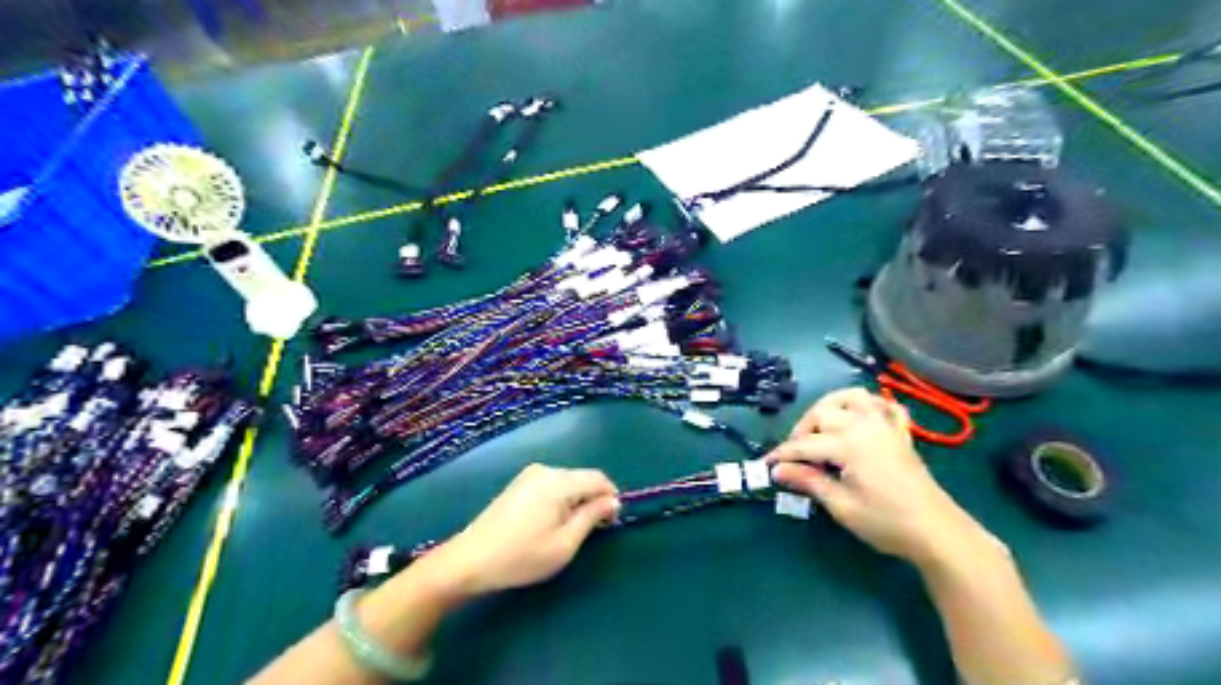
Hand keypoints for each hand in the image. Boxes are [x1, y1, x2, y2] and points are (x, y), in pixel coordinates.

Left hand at [430, 465, 621, 592]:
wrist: (469, 560)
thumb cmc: (521, 556)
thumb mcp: (565, 544)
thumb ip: (592, 517)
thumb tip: (613, 501)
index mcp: (559, 482)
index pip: (598, 478)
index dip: (611, 497)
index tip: (612, 522)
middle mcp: (545, 470)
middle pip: (582, 478)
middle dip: (593, 499)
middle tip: (592, 531)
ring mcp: (529, 475)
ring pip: (567, 482)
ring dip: (576, 500)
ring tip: (569, 530)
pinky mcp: (518, 483)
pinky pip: (551, 485)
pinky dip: (560, 499)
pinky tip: (549, 523)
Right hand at [766, 389, 996, 564]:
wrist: (937, 531)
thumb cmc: (886, 522)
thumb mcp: (841, 506)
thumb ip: (809, 482)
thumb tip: (778, 471)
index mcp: (848, 443)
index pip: (804, 445)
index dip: (782, 455)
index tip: (766, 465)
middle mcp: (864, 425)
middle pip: (823, 413)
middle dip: (803, 430)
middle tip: (796, 455)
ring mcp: (885, 426)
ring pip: (853, 397)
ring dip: (832, 405)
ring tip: (822, 426)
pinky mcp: (901, 433)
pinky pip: (885, 406)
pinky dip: (870, 406)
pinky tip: (861, 419)